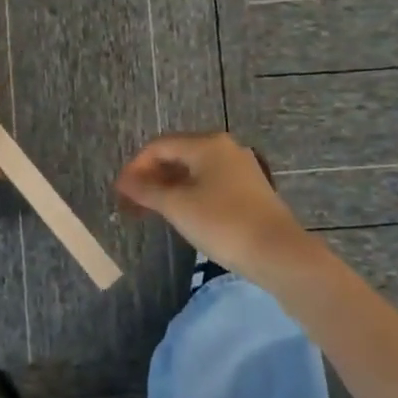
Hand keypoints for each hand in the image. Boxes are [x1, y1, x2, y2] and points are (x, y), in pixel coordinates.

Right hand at [115, 132, 312, 278]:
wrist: (278, 253)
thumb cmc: (222, 223)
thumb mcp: (177, 206)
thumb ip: (146, 190)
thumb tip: (124, 181)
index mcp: (207, 144)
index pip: (158, 146)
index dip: (135, 167)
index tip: (120, 193)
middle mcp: (224, 148)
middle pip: (176, 155)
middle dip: (150, 177)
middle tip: (131, 203)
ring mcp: (240, 168)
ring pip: (193, 170)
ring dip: (168, 187)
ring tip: (151, 210)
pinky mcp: (249, 189)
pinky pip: (209, 182)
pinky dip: (188, 193)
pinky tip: (180, 213)